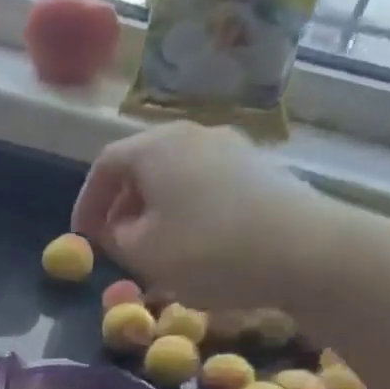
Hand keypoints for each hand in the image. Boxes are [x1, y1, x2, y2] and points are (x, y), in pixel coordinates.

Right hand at [70, 122, 336, 310]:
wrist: (306, 251)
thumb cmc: (208, 251)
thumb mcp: (144, 254)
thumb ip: (116, 238)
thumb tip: (118, 228)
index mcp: (156, 147)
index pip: (105, 165)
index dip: (87, 202)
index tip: (83, 238)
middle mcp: (193, 134)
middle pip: (143, 165)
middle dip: (122, 206)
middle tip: (117, 244)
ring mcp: (232, 148)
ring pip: (176, 176)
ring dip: (156, 211)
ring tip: (155, 249)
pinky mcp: (260, 169)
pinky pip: (206, 185)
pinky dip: (188, 210)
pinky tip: (196, 245)